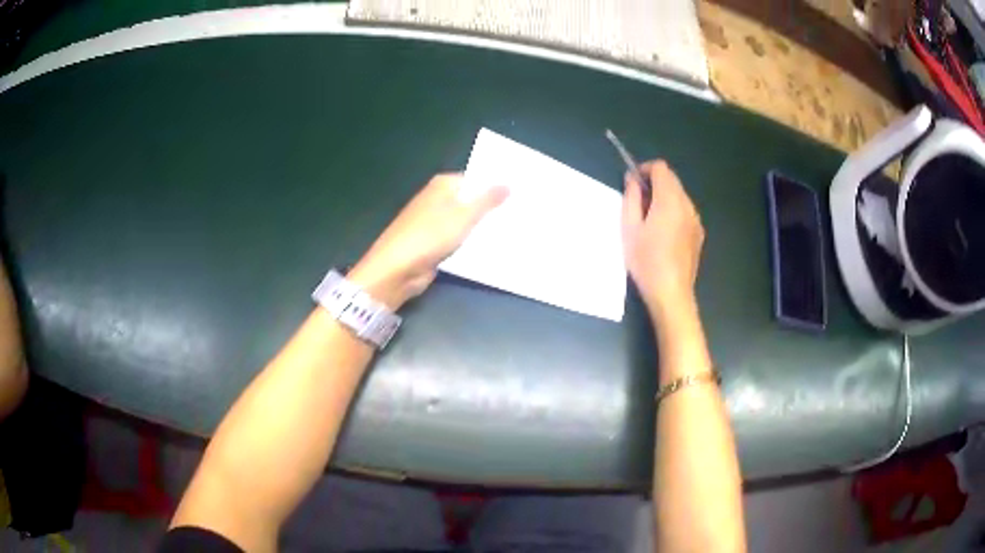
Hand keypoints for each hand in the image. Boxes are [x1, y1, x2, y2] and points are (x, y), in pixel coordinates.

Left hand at [348, 174, 507, 309]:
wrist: (396, 269)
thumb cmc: (429, 236)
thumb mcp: (463, 215)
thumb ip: (487, 199)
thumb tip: (509, 183)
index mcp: (443, 184)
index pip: (477, 178)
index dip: (497, 185)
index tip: (522, 192)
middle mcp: (438, 198)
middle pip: (472, 198)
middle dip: (494, 206)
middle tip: (525, 211)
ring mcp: (435, 221)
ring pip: (467, 219)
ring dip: (485, 225)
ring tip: (517, 228)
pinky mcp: (435, 242)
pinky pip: (460, 237)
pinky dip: (473, 240)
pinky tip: (494, 246)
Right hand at [622, 161, 704, 317]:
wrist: (671, 293)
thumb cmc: (646, 261)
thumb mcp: (629, 228)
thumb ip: (631, 198)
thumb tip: (633, 179)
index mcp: (670, 200)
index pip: (661, 168)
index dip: (645, 170)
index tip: (633, 184)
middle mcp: (687, 205)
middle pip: (672, 180)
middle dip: (654, 184)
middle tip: (638, 204)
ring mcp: (696, 221)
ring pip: (679, 197)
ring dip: (664, 199)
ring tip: (649, 222)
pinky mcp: (698, 235)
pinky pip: (685, 213)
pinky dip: (673, 213)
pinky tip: (663, 235)